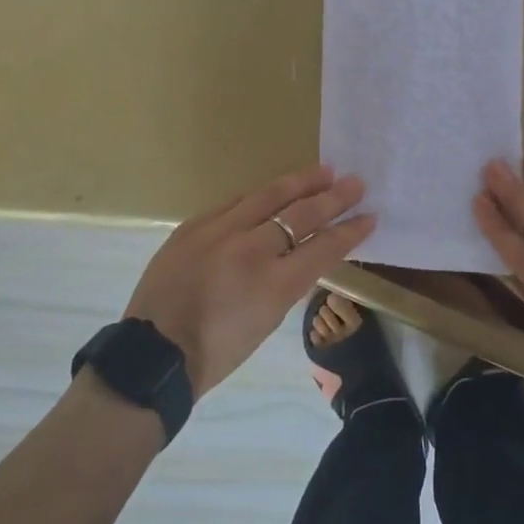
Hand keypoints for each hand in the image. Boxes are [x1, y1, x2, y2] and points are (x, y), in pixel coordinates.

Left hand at [124, 164, 376, 397]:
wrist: (154, 353)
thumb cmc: (216, 352)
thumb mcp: (266, 322)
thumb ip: (287, 283)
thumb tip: (300, 254)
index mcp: (273, 285)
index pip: (323, 247)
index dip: (349, 231)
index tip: (369, 216)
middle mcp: (250, 250)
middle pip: (300, 214)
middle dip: (332, 198)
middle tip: (355, 182)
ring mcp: (219, 232)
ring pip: (267, 196)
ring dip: (299, 183)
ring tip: (323, 170)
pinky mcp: (194, 225)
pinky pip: (234, 202)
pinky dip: (260, 196)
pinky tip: (275, 189)